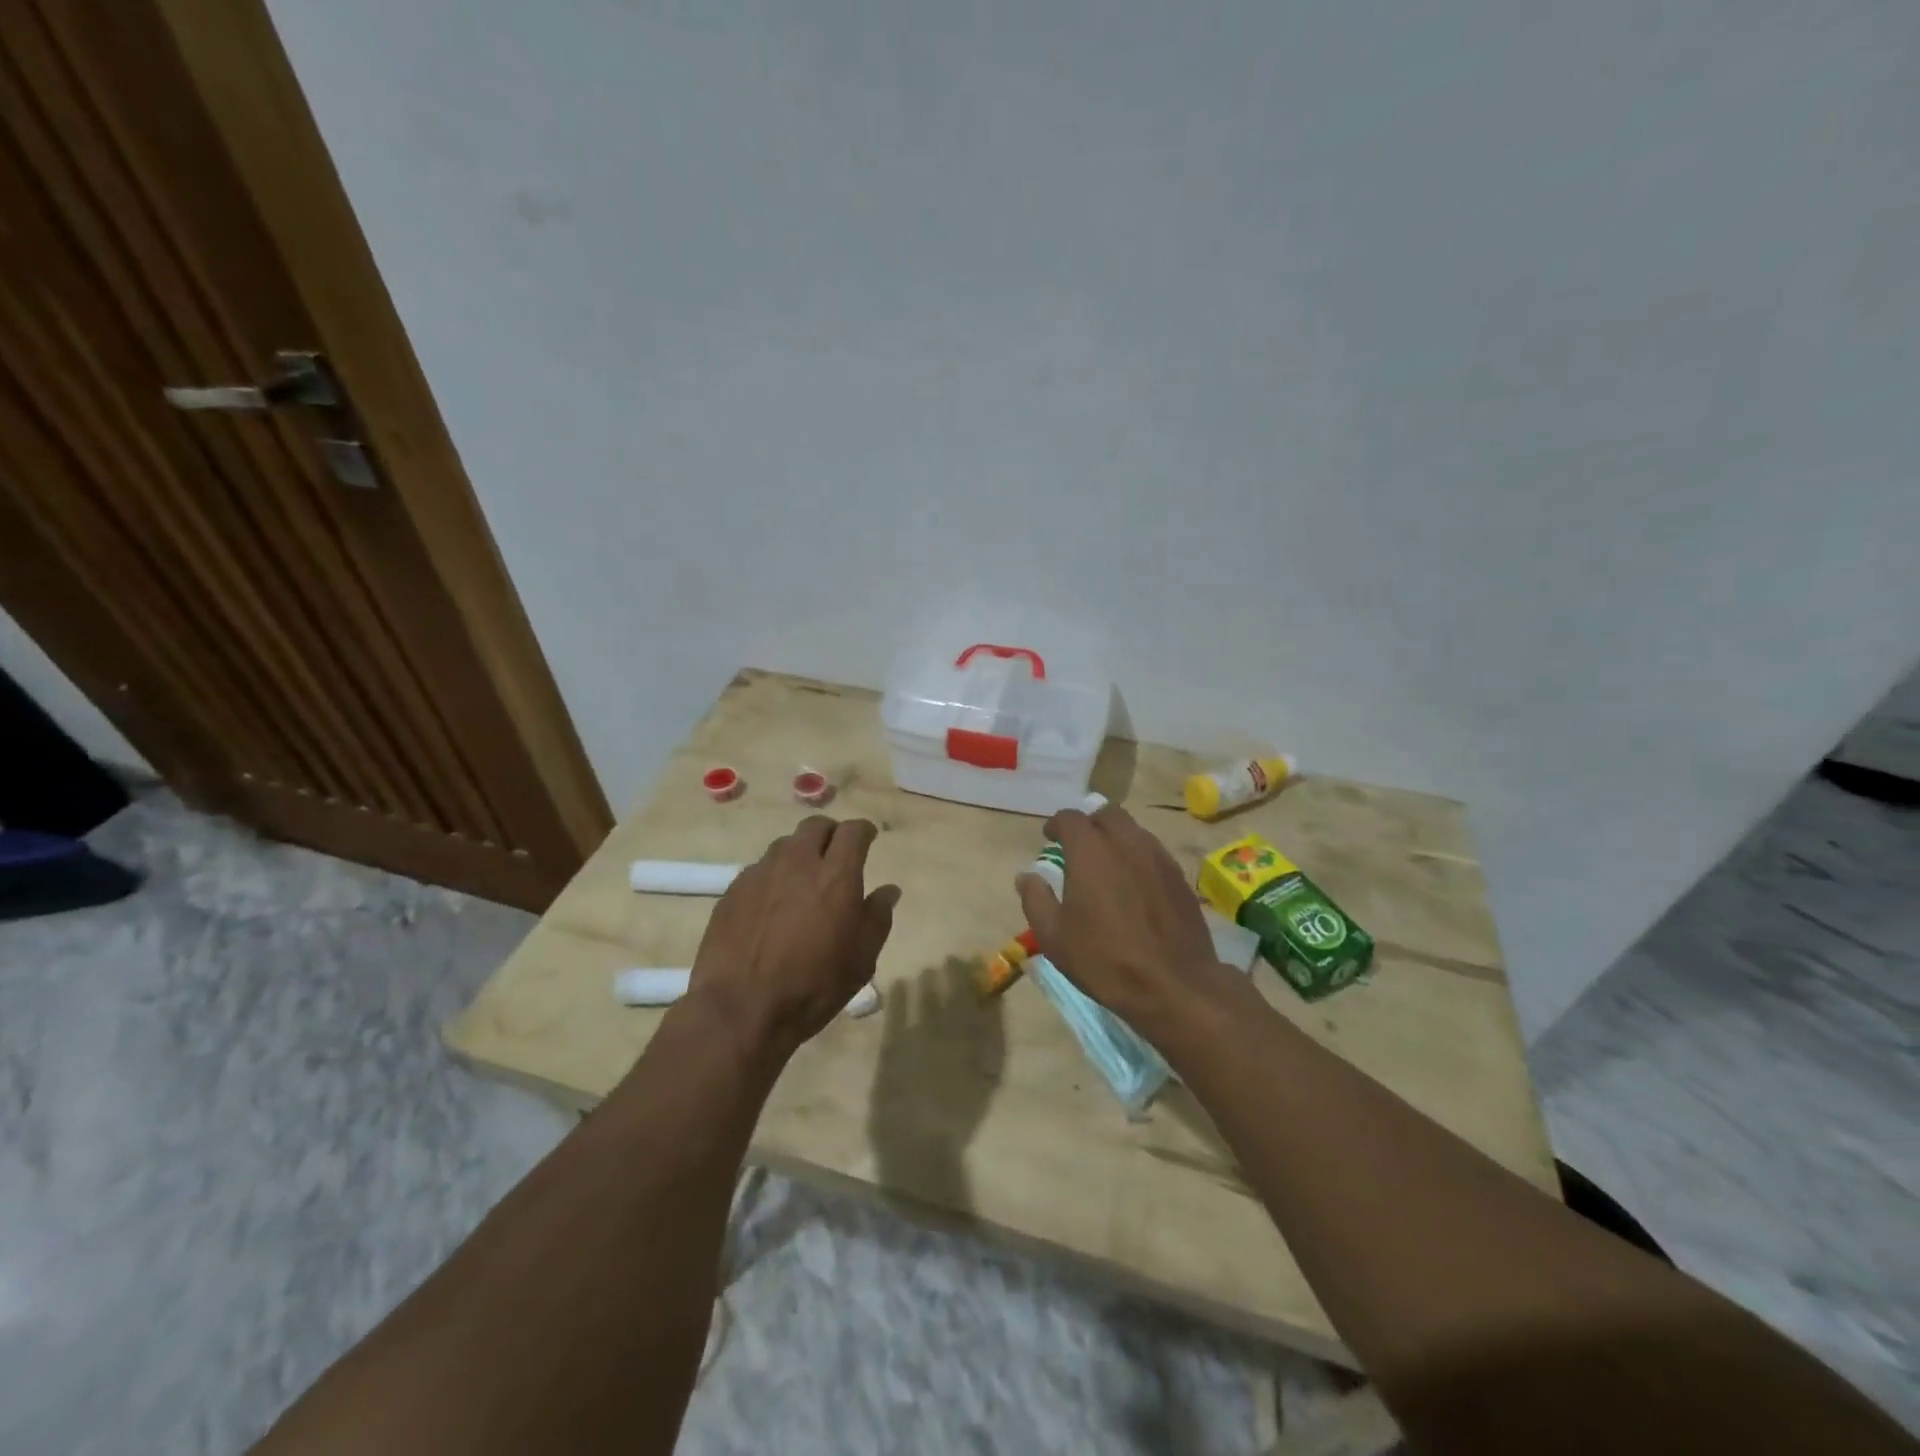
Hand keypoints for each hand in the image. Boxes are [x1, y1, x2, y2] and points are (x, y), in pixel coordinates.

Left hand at [687, 816, 899, 1057]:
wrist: (741, 1009)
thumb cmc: (814, 986)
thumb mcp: (861, 959)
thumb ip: (878, 917)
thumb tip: (888, 891)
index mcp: (836, 876)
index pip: (853, 831)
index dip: (863, 831)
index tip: (868, 839)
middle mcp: (797, 863)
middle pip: (815, 827)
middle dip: (830, 834)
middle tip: (836, 856)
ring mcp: (760, 874)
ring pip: (784, 845)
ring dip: (800, 854)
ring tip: (803, 881)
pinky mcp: (733, 890)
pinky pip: (759, 870)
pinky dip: (773, 877)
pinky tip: (773, 906)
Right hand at [1015, 804, 1222, 1032]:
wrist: (1173, 985)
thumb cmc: (1104, 959)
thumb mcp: (1054, 937)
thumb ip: (1036, 899)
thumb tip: (1026, 876)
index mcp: (1090, 851)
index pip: (1070, 818)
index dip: (1057, 824)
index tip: (1049, 837)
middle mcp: (1126, 843)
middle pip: (1107, 814)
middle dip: (1090, 824)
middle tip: (1079, 846)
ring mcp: (1158, 857)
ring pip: (1134, 831)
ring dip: (1116, 838)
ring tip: (1107, 864)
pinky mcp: (1179, 877)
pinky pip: (1154, 852)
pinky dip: (1138, 857)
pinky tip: (1134, 884)